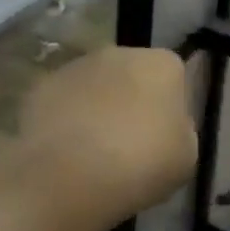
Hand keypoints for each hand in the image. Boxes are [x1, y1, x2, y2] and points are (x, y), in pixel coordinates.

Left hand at [13, 47, 197, 227]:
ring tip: (94, 153)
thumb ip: (181, 131)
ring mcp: (78, 66)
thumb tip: (168, 126)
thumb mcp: (186, 157)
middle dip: (133, 102)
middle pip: (134, 75)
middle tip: (131, 145)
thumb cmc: (140, 164)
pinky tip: (66, 154)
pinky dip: (66, 121)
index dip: (170, 107)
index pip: (175, 77)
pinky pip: (64, 103)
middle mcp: (121, 53)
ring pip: (96, 86)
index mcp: (163, 64)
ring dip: (98, 109)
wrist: (67, 178)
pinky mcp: (43, 86)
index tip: (164, 138)